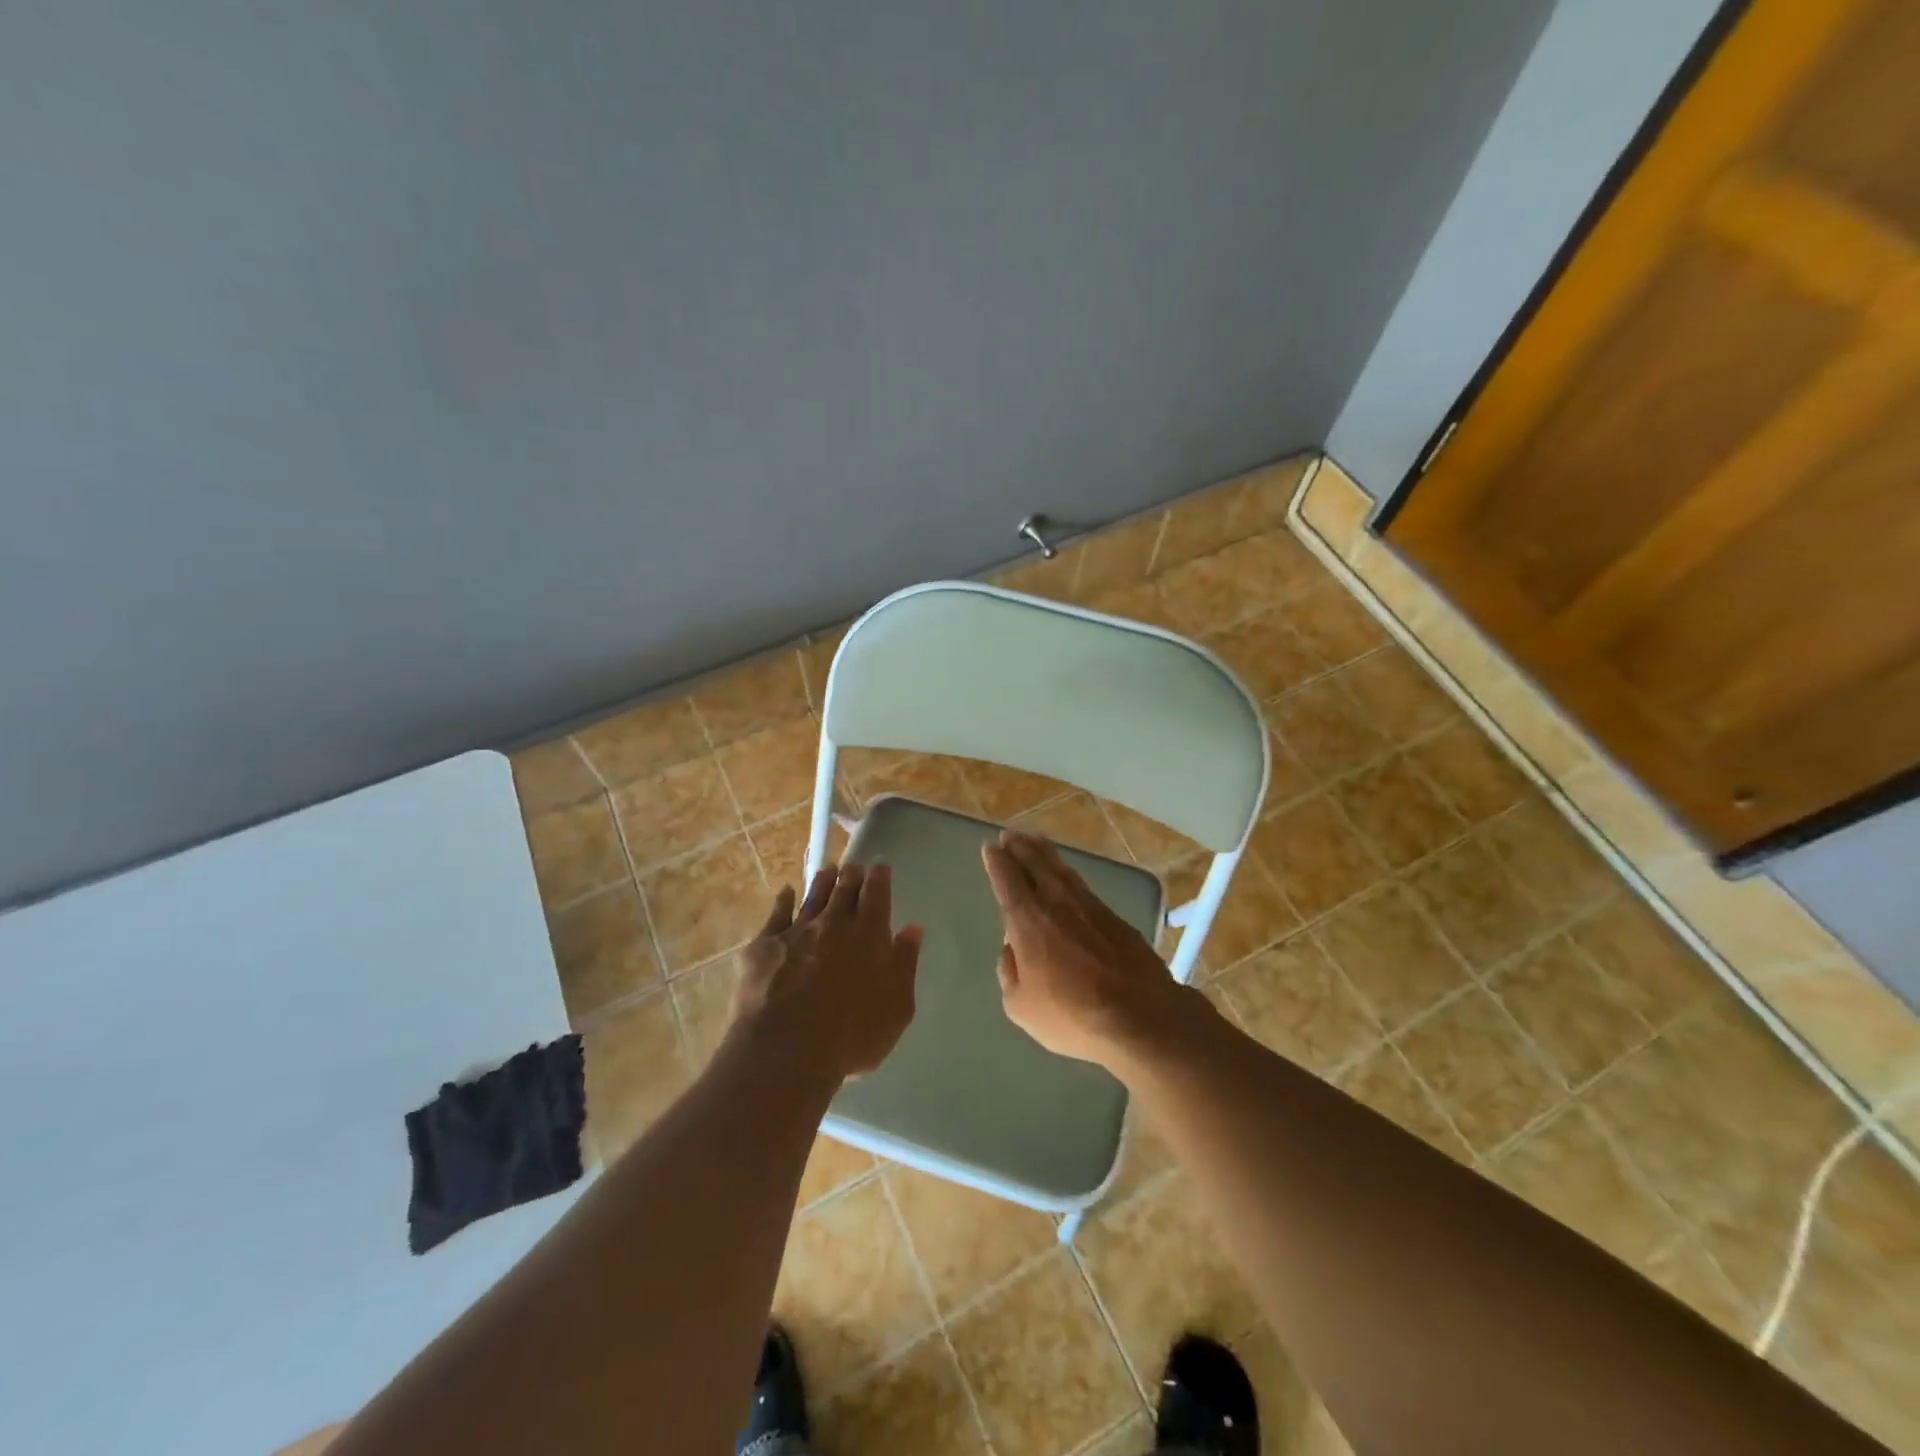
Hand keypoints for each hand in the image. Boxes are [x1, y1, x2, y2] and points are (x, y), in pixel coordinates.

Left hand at [730, 863, 922, 1081]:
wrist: (786, 1050)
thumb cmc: (852, 1034)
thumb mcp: (897, 1007)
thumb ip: (905, 964)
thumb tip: (913, 929)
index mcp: (869, 934)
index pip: (876, 893)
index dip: (879, 877)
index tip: (880, 867)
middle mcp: (833, 923)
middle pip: (844, 889)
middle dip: (852, 875)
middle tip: (854, 866)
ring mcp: (796, 931)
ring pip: (812, 896)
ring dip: (822, 881)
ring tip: (828, 870)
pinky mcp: (764, 946)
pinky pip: (776, 915)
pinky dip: (782, 900)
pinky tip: (785, 893)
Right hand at [981, 831, 1195, 1068]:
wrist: (1140, 1016)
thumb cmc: (1071, 1015)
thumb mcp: (1021, 1006)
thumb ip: (1009, 972)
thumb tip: (1011, 950)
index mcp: (1028, 922)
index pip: (1008, 881)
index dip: (998, 863)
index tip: (991, 848)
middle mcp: (1057, 904)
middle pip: (1036, 866)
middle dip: (1021, 849)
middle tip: (1011, 835)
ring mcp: (1090, 908)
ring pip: (1062, 871)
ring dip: (1046, 854)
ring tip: (1036, 842)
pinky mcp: (1115, 918)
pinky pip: (1083, 887)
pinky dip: (1069, 875)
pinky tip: (1068, 877)